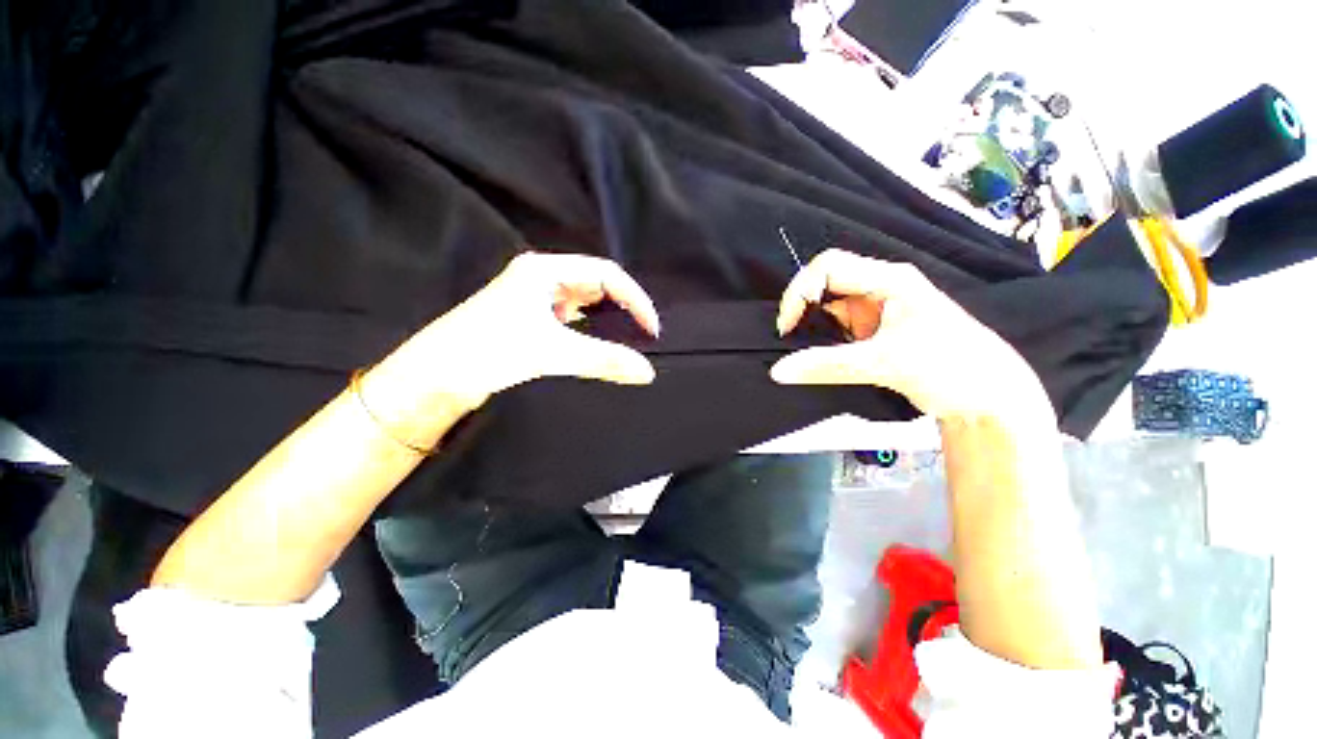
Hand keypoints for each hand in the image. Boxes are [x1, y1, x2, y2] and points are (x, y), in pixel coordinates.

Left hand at [362, 253, 659, 443]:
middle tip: (641, 335)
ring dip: (606, 321)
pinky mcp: (529, 322)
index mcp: (544, 270)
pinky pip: (571, 321)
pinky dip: (589, 333)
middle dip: (623, 308)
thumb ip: (603, 360)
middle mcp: (540, 279)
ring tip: (626, 342)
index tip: (650, 329)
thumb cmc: (486, 352)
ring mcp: (534, 300)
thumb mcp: (551, 352)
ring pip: (584, 305)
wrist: (432, 379)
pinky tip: (595, 348)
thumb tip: (646, 371)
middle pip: (596, 286)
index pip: (606, 274)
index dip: (635, 299)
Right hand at [770, 250, 1052, 424]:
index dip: (800, 291)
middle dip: (802, 307)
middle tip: (790, 337)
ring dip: (810, 324)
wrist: (987, 397)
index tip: (788, 327)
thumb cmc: (951, 367)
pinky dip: (821, 338)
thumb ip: (826, 366)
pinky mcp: (872, 329)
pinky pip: (835, 325)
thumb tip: (779, 371)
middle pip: (824, 282)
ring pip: (827, 305)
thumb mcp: (885, 364)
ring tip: (801, 348)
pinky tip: (817, 354)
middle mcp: (880, 287)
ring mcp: (875, 308)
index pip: (828, 267)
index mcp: (890, 279)